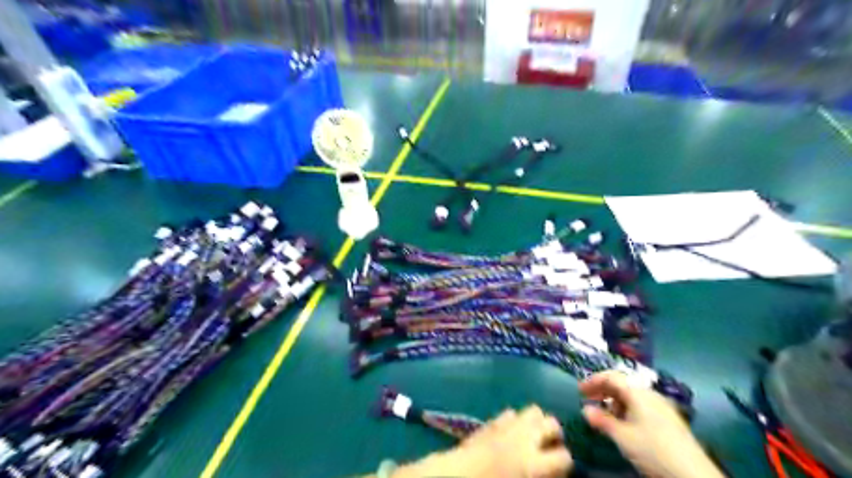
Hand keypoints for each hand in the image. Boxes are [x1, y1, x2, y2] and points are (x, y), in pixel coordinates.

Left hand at [395, 405, 570, 477]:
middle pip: (552, 423)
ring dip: (537, 422)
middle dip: (556, 433)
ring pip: (533, 410)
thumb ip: (540, 476)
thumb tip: (551, 472)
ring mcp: (507, 426)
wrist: (456, 476)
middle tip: (551, 445)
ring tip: (534, 435)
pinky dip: (516, 420)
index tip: (563, 468)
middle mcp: (524, 438)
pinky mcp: (492, 421)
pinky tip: (511, 432)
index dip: (567, 462)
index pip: (564, 457)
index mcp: (533, 463)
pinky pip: (511, 413)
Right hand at [579, 371, 723, 477]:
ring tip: (603, 415)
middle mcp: (650, 394)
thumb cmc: (652, 450)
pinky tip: (623, 424)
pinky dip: (626, 409)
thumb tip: (585, 409)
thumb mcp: (622, 436)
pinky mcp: (668, 420)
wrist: (693, 475)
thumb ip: (602, 420)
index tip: (579, 390)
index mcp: (638, 392)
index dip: (593, 380)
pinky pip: (641, 406)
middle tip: (587, 400)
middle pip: (622, 384)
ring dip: (614, 401)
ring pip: (632, 396)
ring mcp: (662, 407)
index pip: (612, 376)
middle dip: (603, 390)